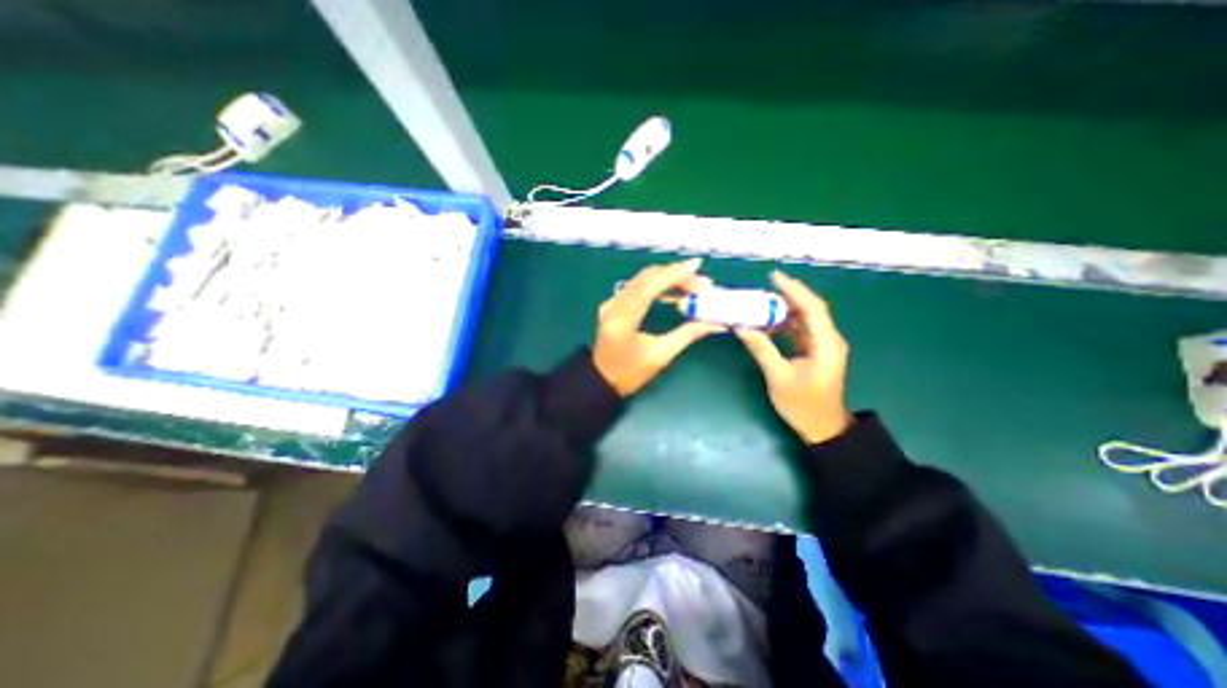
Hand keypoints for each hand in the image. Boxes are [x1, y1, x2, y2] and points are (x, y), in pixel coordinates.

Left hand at [592, 258, 719, 396]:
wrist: (602, 381)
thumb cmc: (630, 374)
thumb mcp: (661, 356)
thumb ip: (687, 335)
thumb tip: (713, 323)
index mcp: (622, 319)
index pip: (649, 286)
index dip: (673, 273)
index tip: (696, 266)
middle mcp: (614, 305)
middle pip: (646, 277)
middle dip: (676, 275)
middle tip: (701, 285)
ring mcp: (611, 303)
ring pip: (642, 279)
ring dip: (668, 279)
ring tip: (693, 288)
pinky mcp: (614, 304)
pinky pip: (637, 286)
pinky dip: (657, 285)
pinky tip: (674, 292)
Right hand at [731, 271, 848, 441]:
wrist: (822, 429)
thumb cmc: (802, 405)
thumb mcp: (778, 377)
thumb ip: (761, 349)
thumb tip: (741, 326)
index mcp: (826, 344)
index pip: (812, 308)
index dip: (793, 290)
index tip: (773, 277)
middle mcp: (828, 340)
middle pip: (810, 309)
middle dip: (787, 296)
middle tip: (763, 287)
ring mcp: (823, 346)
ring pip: (804, 319)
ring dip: (785, 310)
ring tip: (761, 302)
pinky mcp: (815, 352)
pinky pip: (800, 331)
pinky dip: (785, 324)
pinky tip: (768, 322)